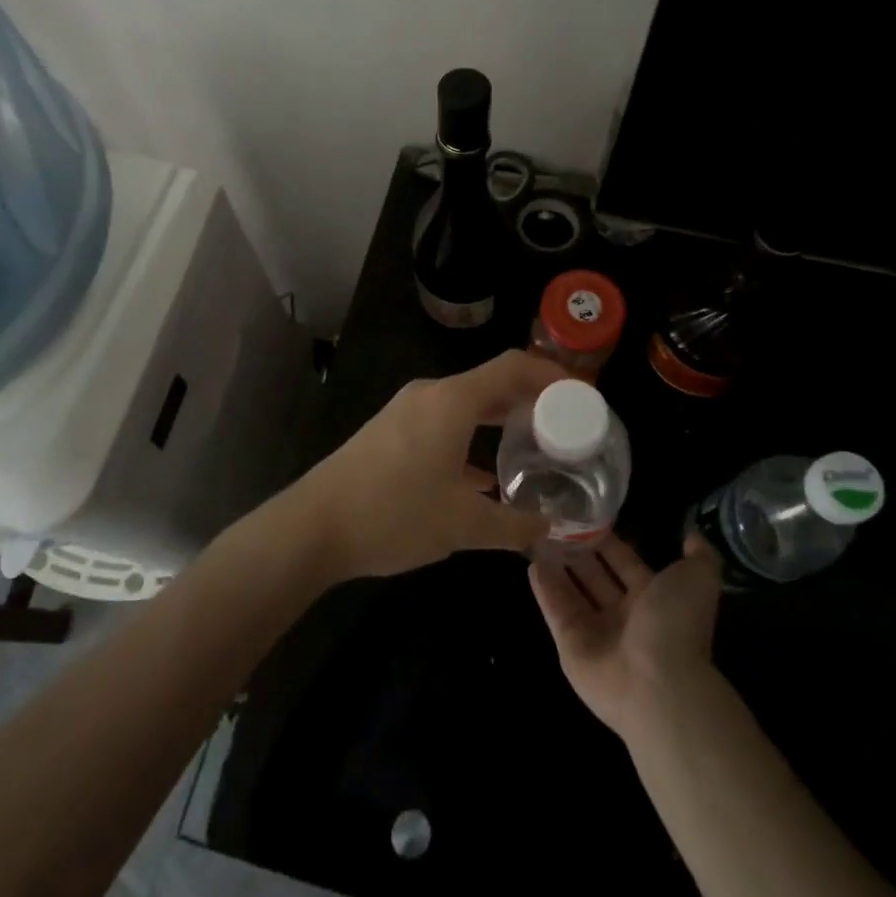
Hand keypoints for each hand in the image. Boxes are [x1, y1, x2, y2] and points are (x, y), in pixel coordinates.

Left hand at [285, 350, 564, 581]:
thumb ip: (513, 525)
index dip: (552, 376)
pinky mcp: (391, 431)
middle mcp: (431, 394)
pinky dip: (472, 436)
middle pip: (492, 382)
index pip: (514, 367)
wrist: (314, 526)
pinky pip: (444, 421)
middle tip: (565, 427)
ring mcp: (407, 410)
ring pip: (467, 403)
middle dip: (531, 400)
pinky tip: (485, 475)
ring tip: (532, 448)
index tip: (581, 398)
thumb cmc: (394, 514)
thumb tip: (548, 529)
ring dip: (500, 420)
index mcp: (453, 400)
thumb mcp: (462, 524)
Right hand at [530, 532, 724, 739]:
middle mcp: (624, 616)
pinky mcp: (570, 646)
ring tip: (538, 536)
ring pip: (573, 592)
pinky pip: (555, 611)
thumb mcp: (699, 578)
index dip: (610, 542)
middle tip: (557, 521)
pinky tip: (531, 563)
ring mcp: (596, 633)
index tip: (589, 515)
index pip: (626, 563)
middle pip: (596, 577)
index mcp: (654, 599)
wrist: (657, 683)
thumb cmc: (676, 624)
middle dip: (579, 551)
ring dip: (558, 566)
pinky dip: (544, 588)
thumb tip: (692, 535)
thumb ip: (700, 555)